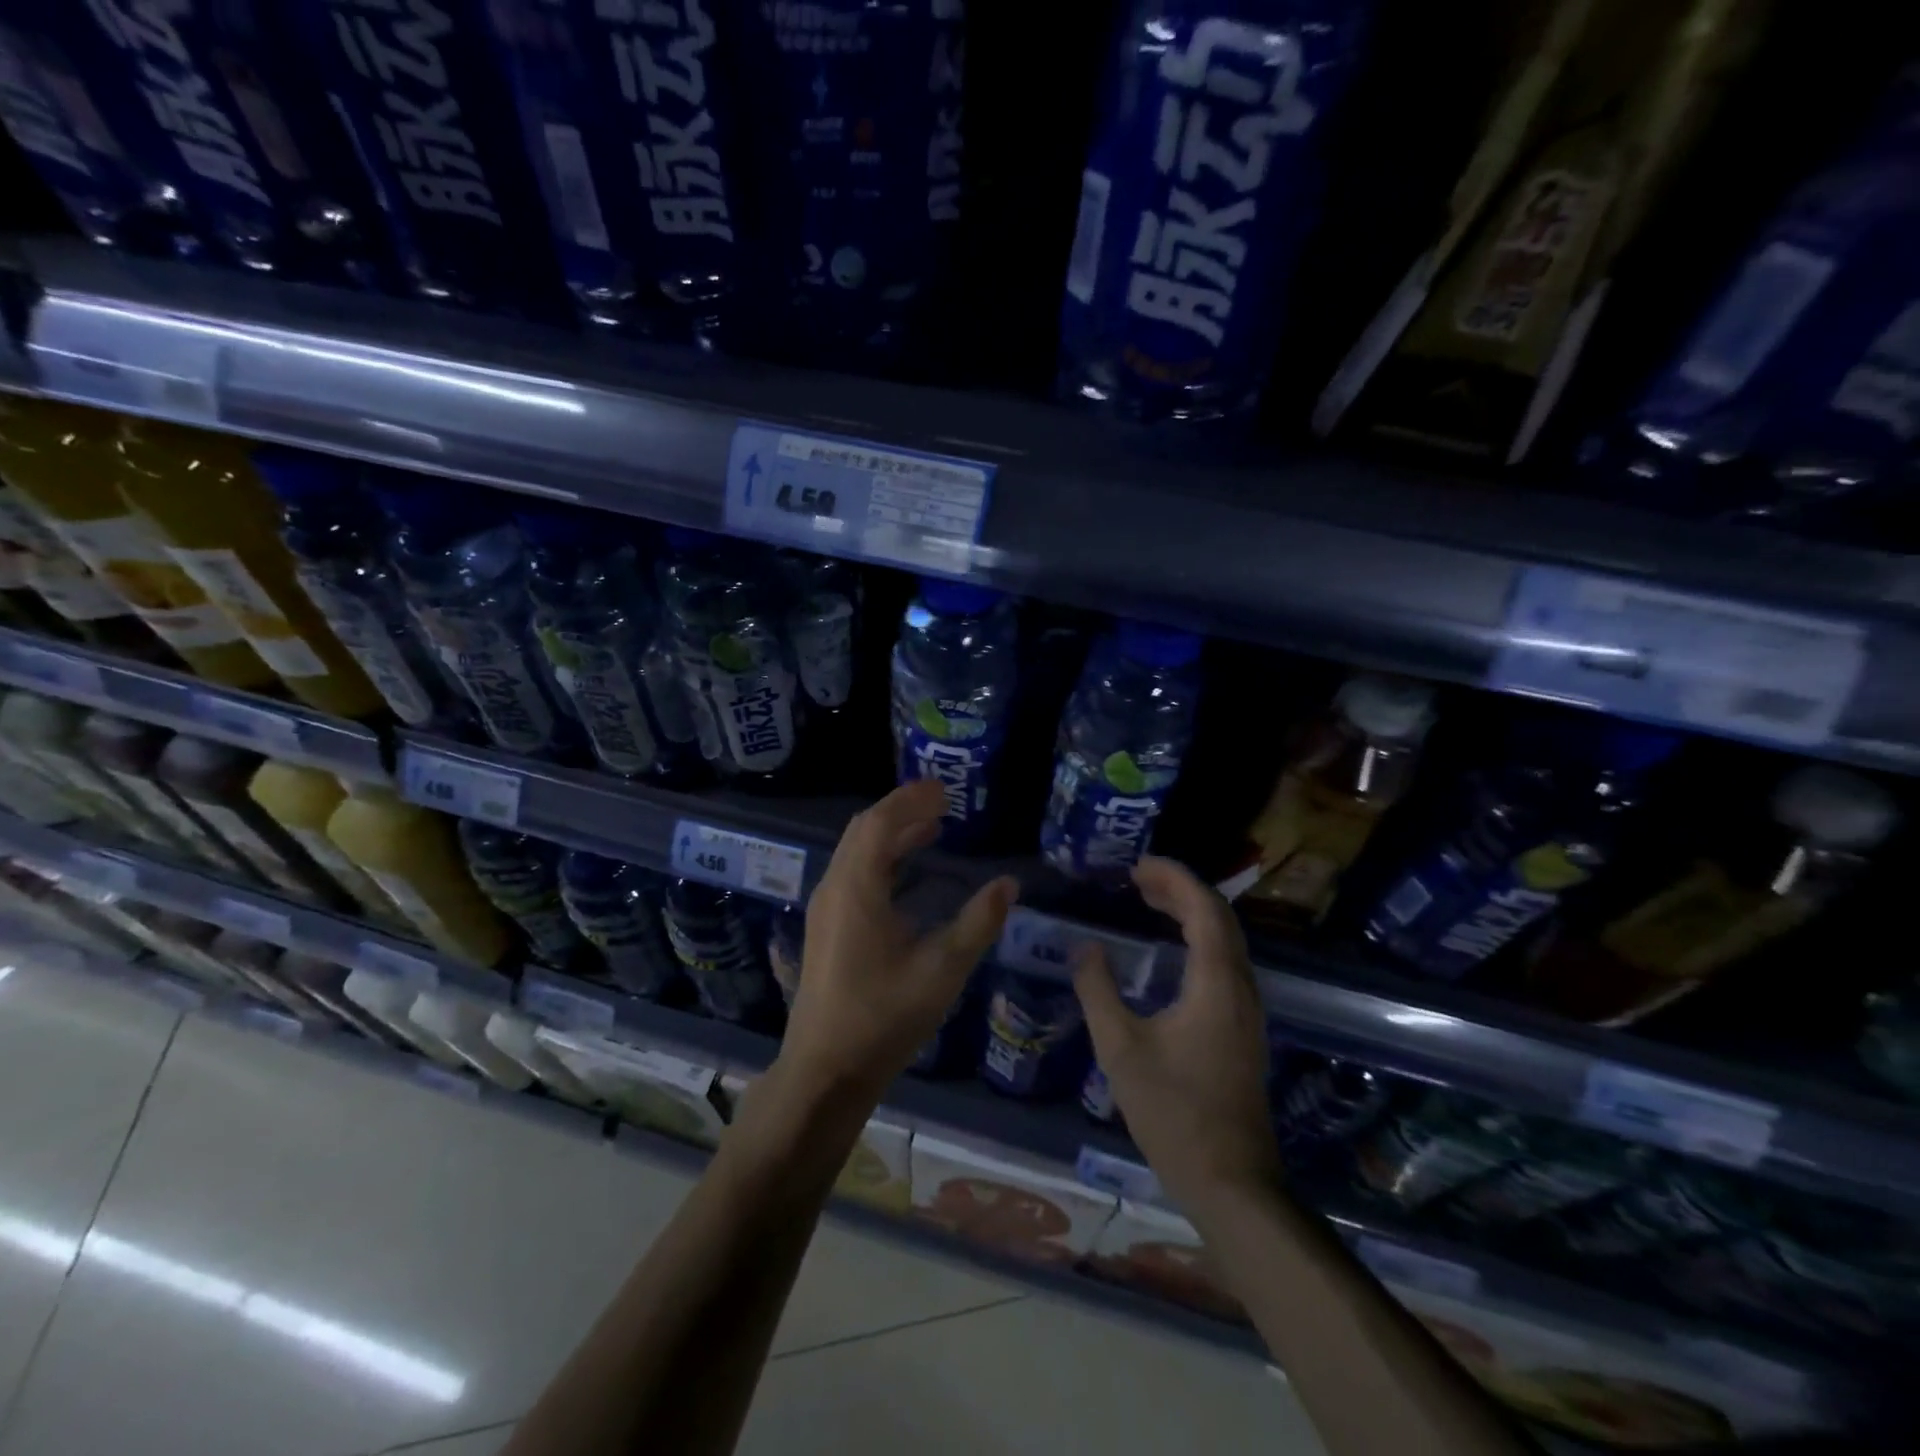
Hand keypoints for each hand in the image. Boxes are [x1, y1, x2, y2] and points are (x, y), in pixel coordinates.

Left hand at [781, 779, 1017, 1099]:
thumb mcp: (942, 970)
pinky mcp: (826, 927)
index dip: (911, 800)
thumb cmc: (884, 1018)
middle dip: (901, 810)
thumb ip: (978, 922)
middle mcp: (834, 888)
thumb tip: (1009, 883)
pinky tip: (906, 873)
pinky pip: (853, 872)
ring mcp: (825, 908)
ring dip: (891, 833)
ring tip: (932, 828)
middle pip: (864, 830)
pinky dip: (881, 857)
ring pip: (856, 851)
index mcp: (857, 888)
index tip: (944, 789)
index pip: (880, 822)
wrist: (825, 1070)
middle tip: (941, 803)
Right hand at [1072, 856, 1279, 1207]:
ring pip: (1226, 941)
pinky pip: (1224, 963)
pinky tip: (1170, 952)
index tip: (1138, 864)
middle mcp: (1240, 988)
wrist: (1230, 1181)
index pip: (1203, 909)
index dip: (1174, 878)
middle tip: (1137, 879)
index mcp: (1216, 984)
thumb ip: (1098, 990)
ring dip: (1191, 913)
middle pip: (1219, 918)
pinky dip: (1197, 939)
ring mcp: (1247, 1010)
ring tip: (1149, 902)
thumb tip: (1085, 948)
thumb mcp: (1120, 1048)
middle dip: (1180, 890)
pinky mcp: (1243, 1029)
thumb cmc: (1173, 1112)